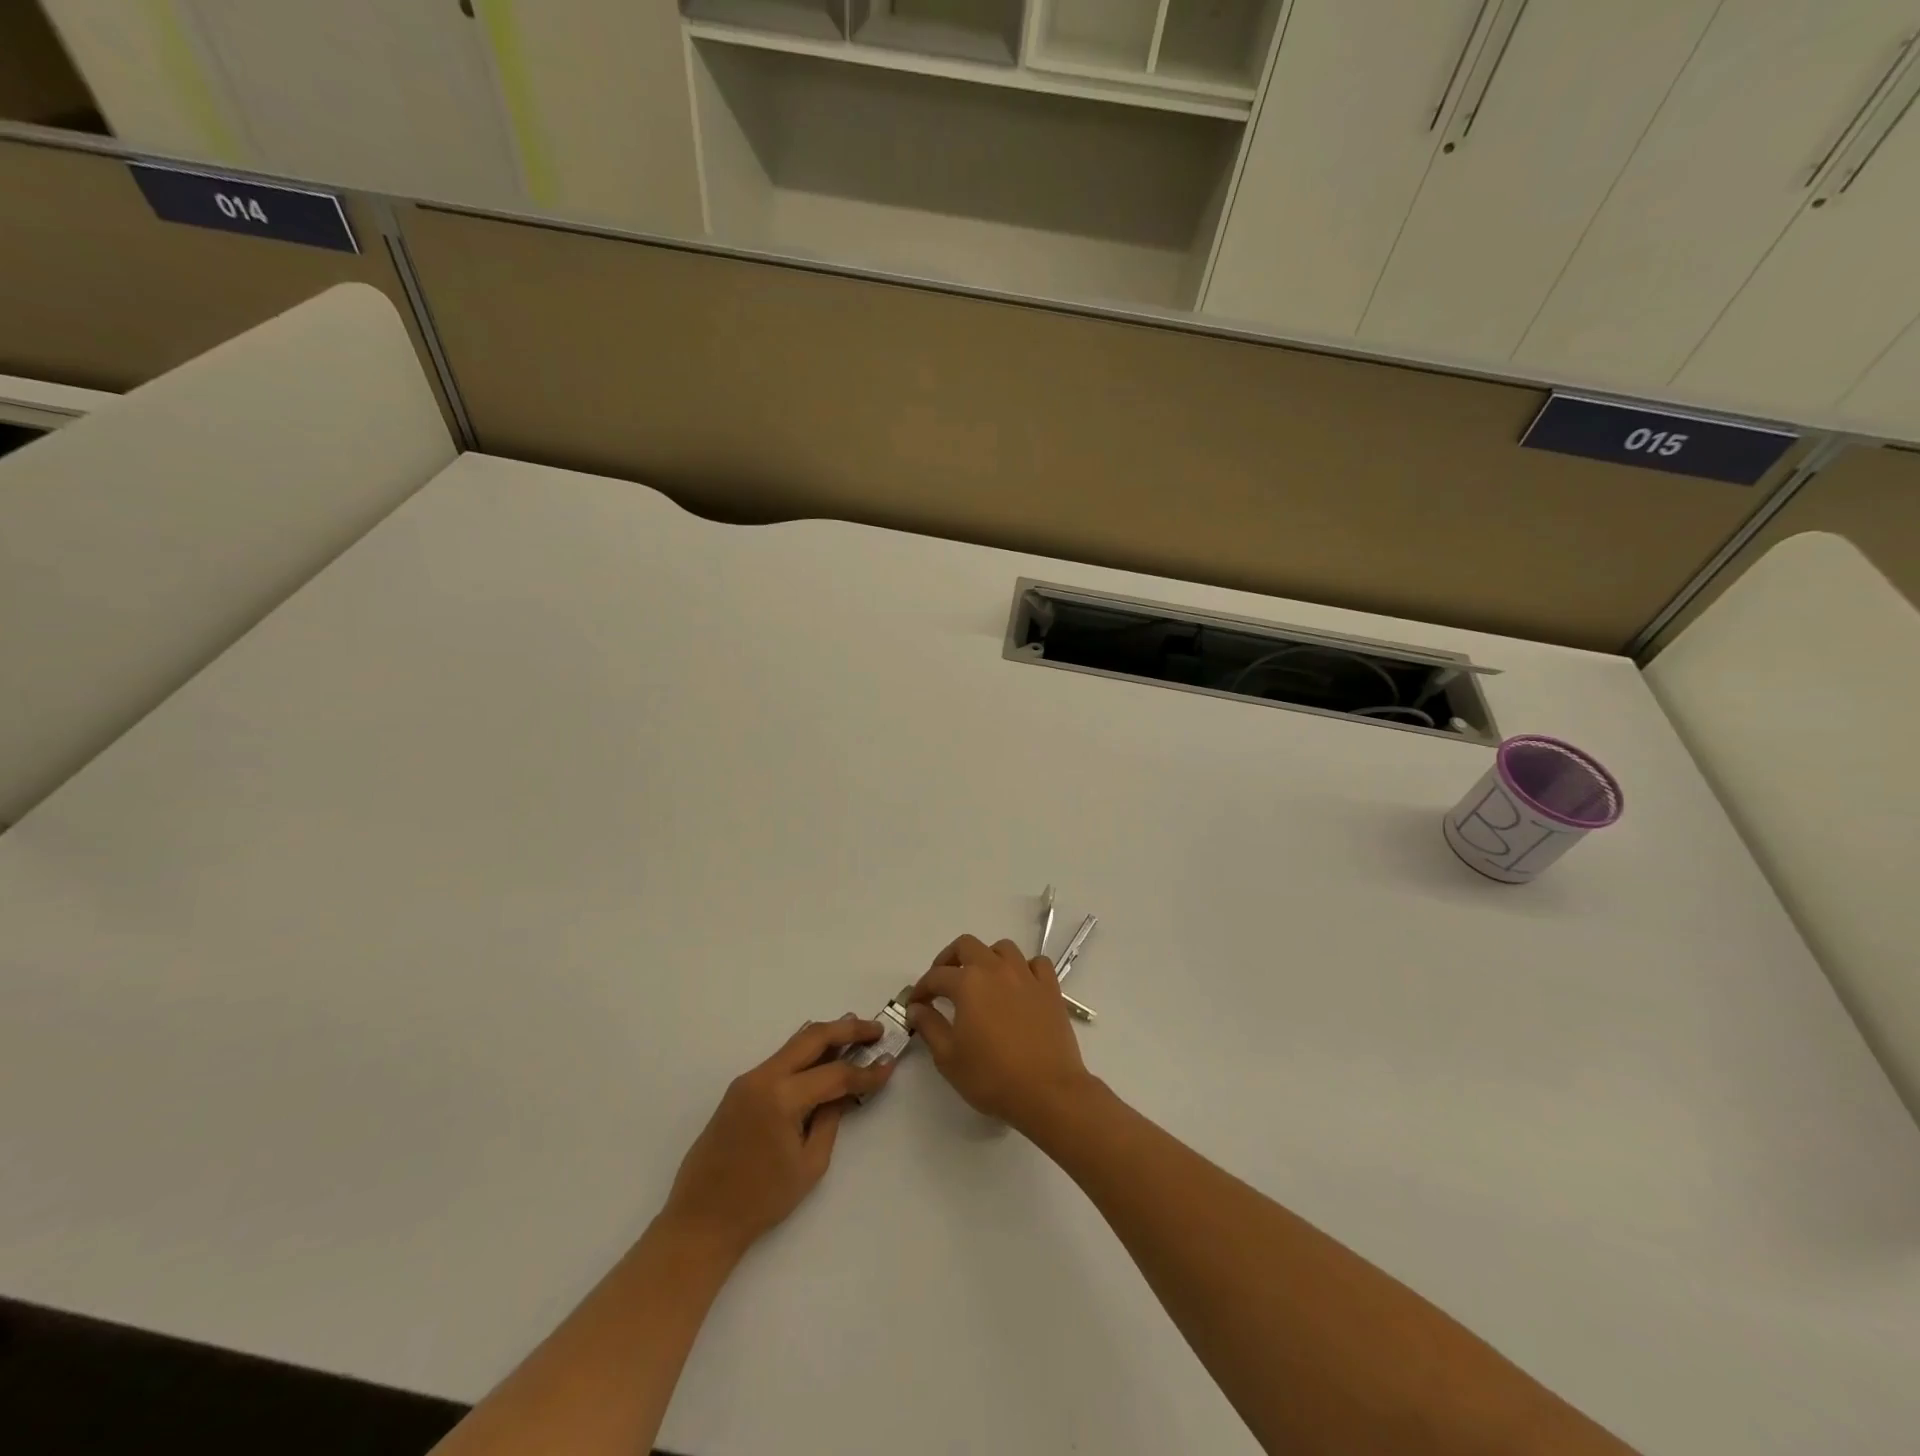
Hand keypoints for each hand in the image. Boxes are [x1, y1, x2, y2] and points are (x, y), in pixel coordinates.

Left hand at [661, 1015, 895, 1256]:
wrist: (701, 1219)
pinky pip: (780, 1058)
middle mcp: (763, 1077)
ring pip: (795, 1043)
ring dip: (826, 1036)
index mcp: (781, 1098)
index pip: (835, 1074)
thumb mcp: (809, 1165)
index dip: (866, 1071)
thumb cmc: (760, 1201)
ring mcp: (749, 1079)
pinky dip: (806, 1053)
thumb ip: (831, 1119)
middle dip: (848, 1029)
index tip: (889, 1064)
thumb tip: (845, 1091)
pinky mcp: (741, 1088)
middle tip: (876, 1029)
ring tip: (856, 1033)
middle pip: (813, 1037)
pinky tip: (823, 1056)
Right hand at [909, 934, 1092, 1134]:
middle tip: (942, 982)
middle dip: (949, 959)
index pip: (936, 976)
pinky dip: (1024, 968)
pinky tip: (1019, 985)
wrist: (1047, 1091)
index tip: (915, 1004)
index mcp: (968, 983)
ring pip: (1002, 949)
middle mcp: (996, 969)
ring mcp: (1026, 975)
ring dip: (987, 958)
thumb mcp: (948, 1057)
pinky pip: (1036, 964)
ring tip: (981, 980)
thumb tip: (916, 1008)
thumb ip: (929, 1026)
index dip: (921, 989)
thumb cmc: (991, 1076)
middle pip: (966, 945)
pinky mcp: (1050, 988)